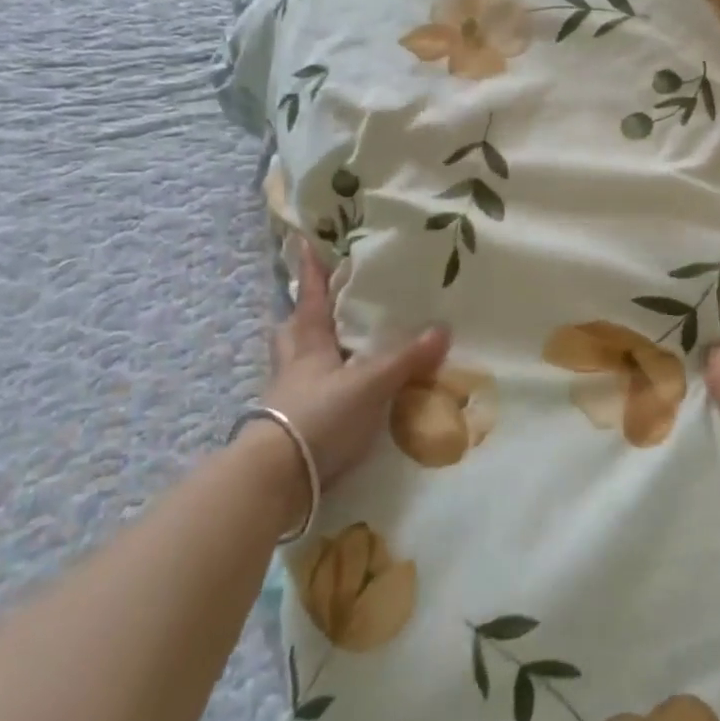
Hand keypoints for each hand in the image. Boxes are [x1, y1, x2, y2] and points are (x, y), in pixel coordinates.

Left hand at [264, 239, 450, 486]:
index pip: (311, 298)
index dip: (311, 271)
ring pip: (293, 362)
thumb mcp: (371, 384)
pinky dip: (316, 386)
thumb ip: (407, 359)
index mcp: (309, 343)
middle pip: (292, 330)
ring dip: (306, 350)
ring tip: (330, 345)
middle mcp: (293, 365)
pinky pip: (303, 394)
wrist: (275, 478)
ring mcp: (287, 397)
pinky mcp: (289, 428)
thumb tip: (444, 329)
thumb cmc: (320, 416)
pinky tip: (335, 393)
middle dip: (302, 313)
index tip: (304, 242)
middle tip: (317, 302)